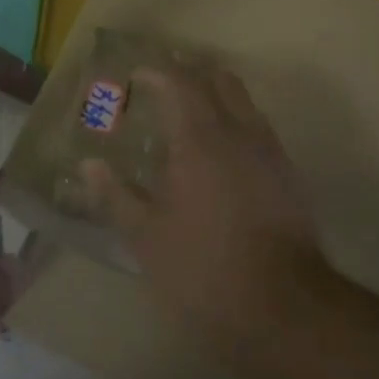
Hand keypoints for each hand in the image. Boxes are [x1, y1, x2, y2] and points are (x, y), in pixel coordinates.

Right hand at [84, 67, 327, 366]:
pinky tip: (220, 151)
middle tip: (163, 84)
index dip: (157, 72)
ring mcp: (270, 152)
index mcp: (200, 140)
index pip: (180, 84)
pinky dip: (236, 121)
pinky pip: (259, 128)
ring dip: (216, 94)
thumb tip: (90, 165)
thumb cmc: (203, 269)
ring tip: (189, 112)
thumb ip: (116, 196)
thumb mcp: (146, 237)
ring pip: (244, 102)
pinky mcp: (289, 175)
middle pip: (220, 80)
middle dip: (190, 72)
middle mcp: (240, 134)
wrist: (284, 306)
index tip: (137, 76)